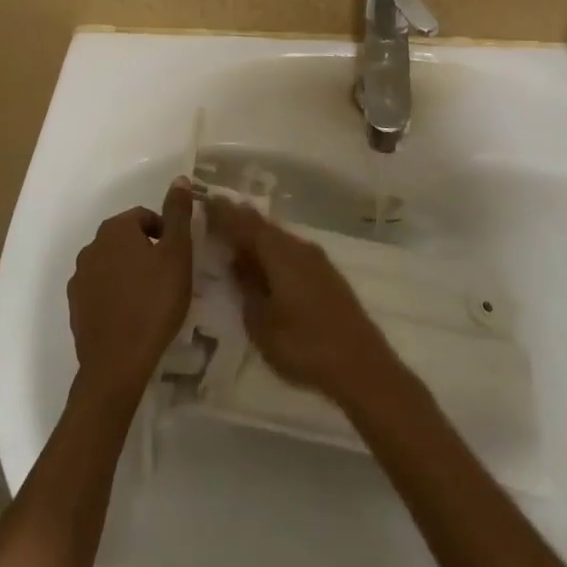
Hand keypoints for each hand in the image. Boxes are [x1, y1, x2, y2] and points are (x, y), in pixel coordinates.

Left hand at [67, 178, 193, 403]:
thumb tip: (180, 178)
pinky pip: (100, 289)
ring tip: (151, 297)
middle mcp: (91, 247)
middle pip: (126, 239)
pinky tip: (131, 314)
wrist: (118, 362)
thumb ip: (178, 214)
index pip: (145, 216)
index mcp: (115, 230)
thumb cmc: (155, 302)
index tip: (178, 258)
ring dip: (130, 272)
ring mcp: (79, 278)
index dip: (166, 233)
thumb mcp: (178, 254)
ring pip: (112, 264)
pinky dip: (115, 294)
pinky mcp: (75, 306)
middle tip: (168, 276)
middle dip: (147, 251)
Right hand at [204, 197, 400, 406]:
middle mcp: (299, 248)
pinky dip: (272, 251)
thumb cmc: (304, 345)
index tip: (205, 201)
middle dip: (240, 219)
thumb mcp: (262, 323)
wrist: (360, 364)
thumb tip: (237, 264)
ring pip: (279, 239)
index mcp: (281, 254)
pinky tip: (264, 261)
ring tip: (234, 235)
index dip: (225, 214)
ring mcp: (317, 261)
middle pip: (265, 227)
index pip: (246, 225)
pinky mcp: (326, 276)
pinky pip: (291, 252)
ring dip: (257, 236)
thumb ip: (247, 289)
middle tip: (216, 211)